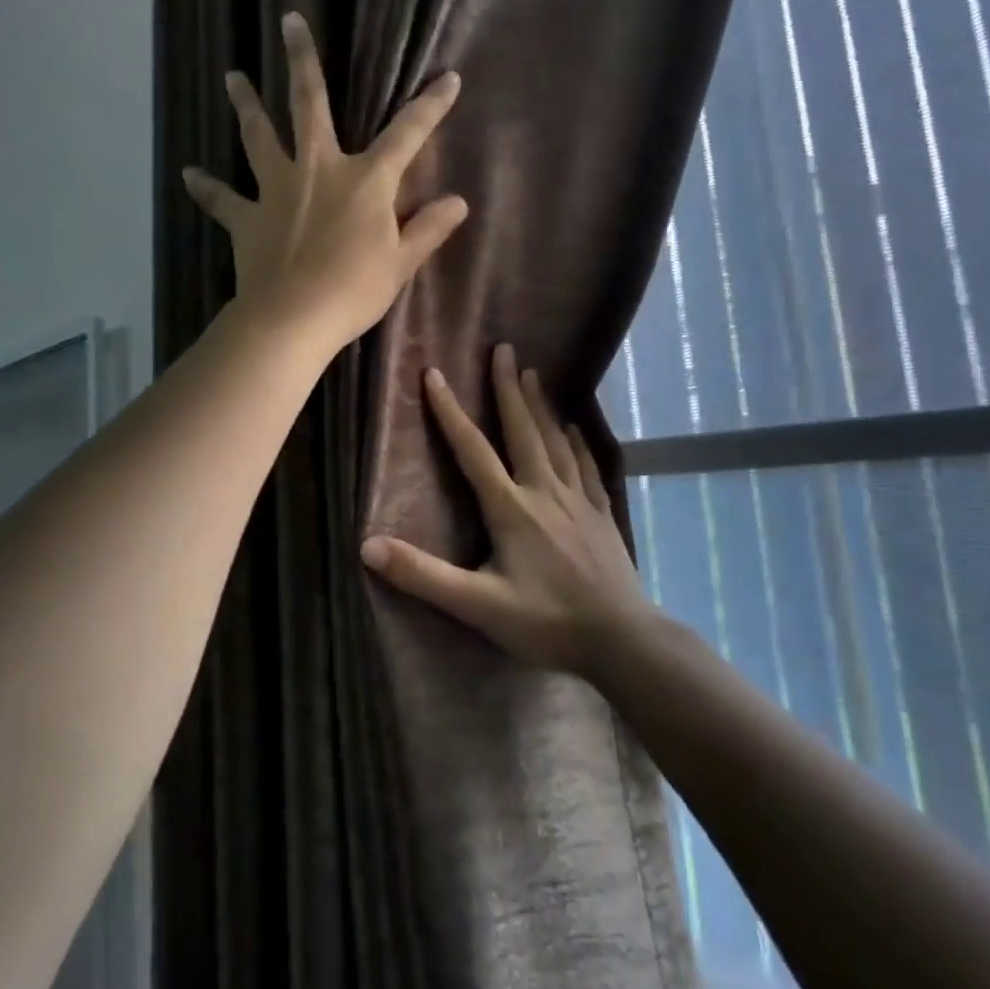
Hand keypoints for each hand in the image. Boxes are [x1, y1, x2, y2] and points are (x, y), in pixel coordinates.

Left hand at [182, 12, 469, 352]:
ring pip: (259, 137)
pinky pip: (223, 200)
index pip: (407, 135)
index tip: (448, 78)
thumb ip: (428, 229)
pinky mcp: (247, 218)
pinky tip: (188, 174)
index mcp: (365, 181)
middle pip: (309, 105)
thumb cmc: (354, 290)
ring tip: (232, 77)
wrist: (293, 318)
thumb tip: (459, 202)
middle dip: (302, 61)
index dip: (430, 107)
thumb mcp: (401, 263)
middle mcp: (318, 170)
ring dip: (246, 105)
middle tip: (288, 20)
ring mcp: (277, 190)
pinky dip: (207, 188)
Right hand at [361, 343, 653, 676]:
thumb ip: (423, 575)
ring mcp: (578, 500)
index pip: (472, 449)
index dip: (450, 411)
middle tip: (504, 348)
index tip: (434, 373)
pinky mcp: (601, 513)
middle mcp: (544, 491)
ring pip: (555, 440)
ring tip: (532, 373)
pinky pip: (586, 465)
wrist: (623, 641)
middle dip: (508, 388)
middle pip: (522, 430)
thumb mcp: (478, 605)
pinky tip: (574, 428)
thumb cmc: (547, 622)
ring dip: (540, 405)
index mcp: (511, 508)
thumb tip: (366, 546)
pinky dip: (577, 441)